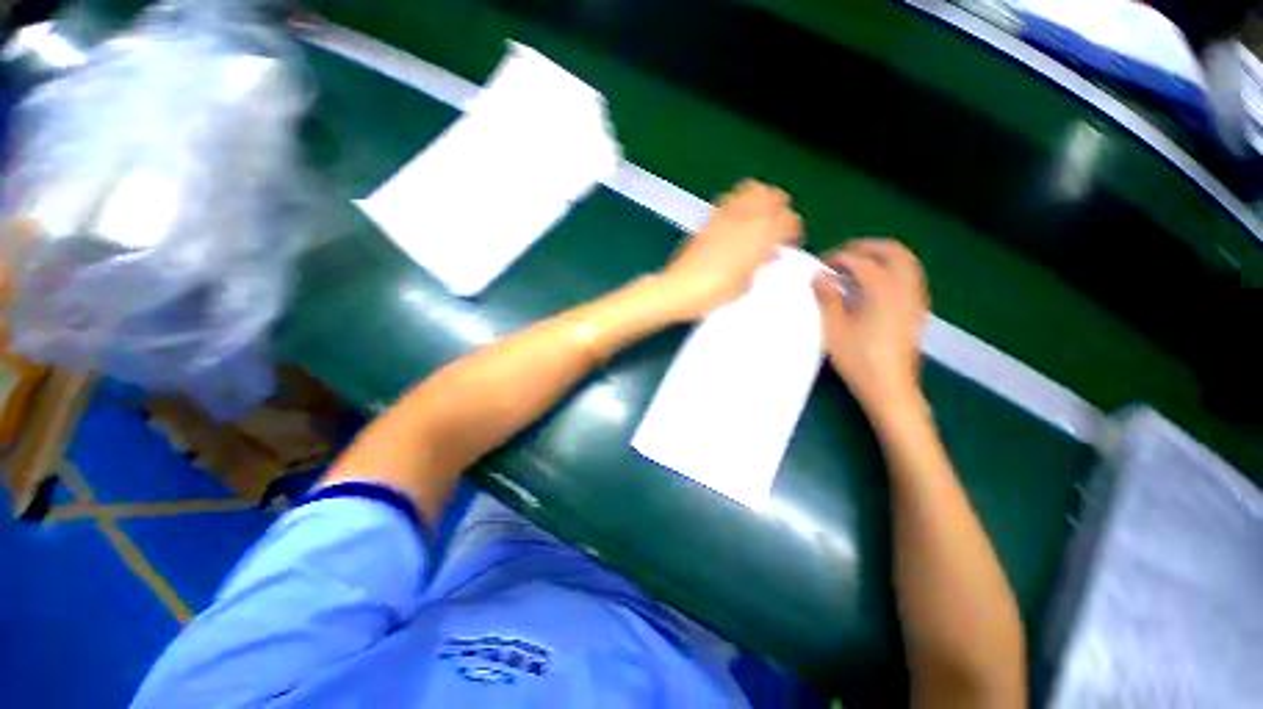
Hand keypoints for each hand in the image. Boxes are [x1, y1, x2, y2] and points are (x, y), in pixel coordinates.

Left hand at [658, 180, 802, 320]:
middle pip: (775, 196)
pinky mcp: (710, 217)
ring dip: (761, 200)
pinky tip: (736, 220)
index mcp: (762, 235)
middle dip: (781, 210)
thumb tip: (769, 253)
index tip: (787, 246)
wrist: (680, 288)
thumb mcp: (746, 284)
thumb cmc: (716, 293)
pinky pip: (731, 198)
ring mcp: (726, 214)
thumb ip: (761, 264)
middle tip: (776, 228)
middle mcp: (747, 218)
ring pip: (754, 188)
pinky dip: (740, 202)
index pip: (790, 220)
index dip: (793, 232)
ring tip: (757, 219)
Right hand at [812, 239, 928, 416]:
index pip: (858, 259)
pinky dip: (892, 268)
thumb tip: (819, 276)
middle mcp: (904, 286)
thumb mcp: (834, 329)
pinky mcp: (918, 308)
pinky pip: (910, 275)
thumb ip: (826, 298)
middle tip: (840, 258)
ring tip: (856, 267)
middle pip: (890, 250)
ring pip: (905, 260)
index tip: (819, 267)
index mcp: (881, 289)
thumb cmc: (858, 359)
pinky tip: (874, 285)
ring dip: (880, 256)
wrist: (890, 387)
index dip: (836, 258)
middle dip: (864, 247)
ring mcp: (915, 297)